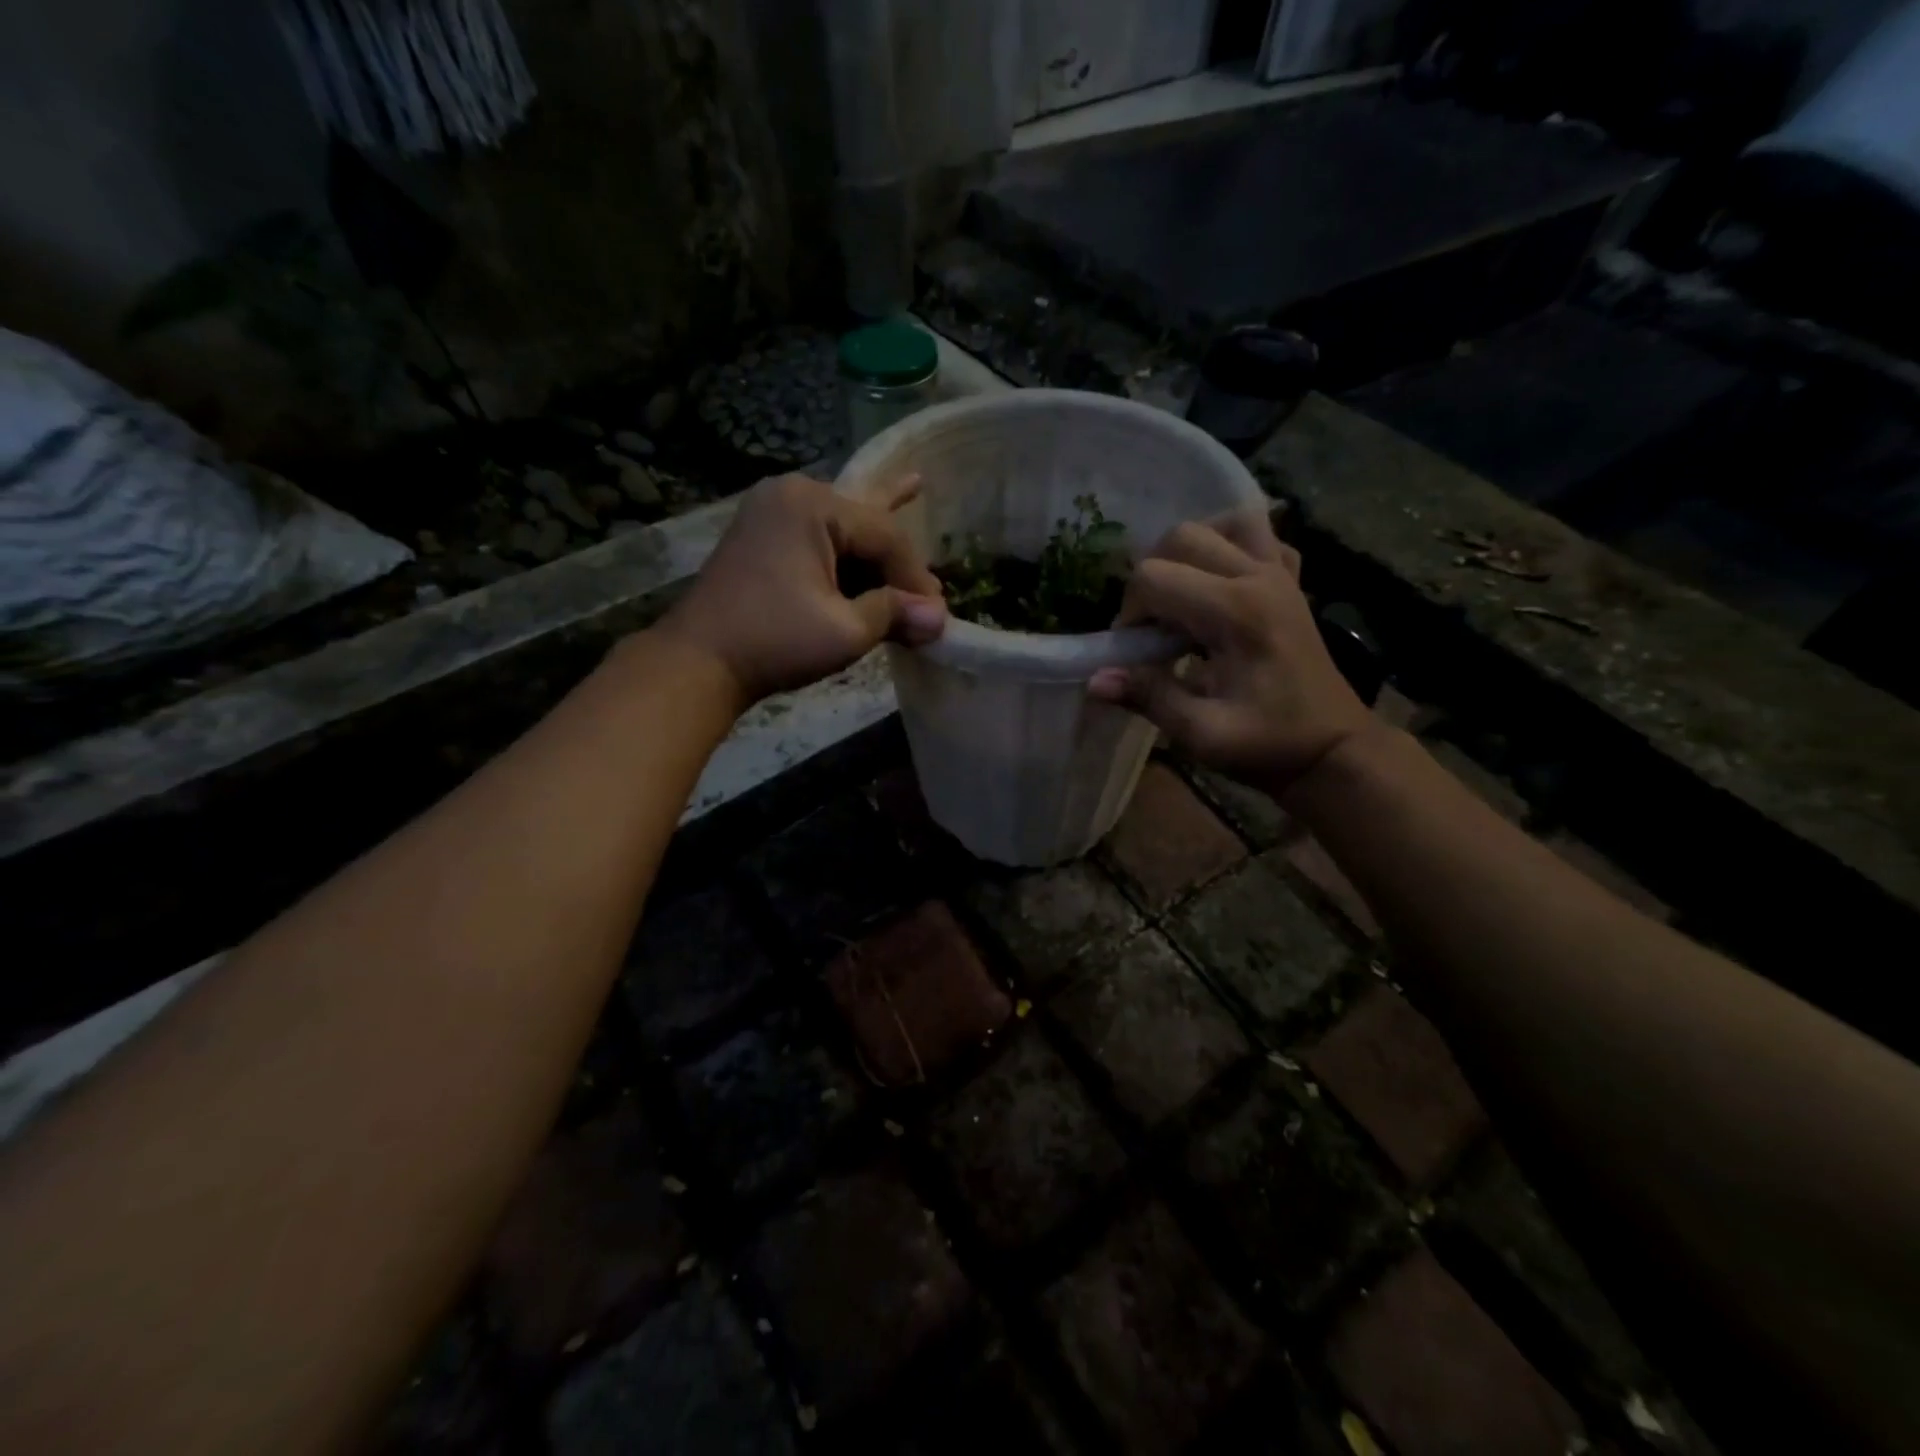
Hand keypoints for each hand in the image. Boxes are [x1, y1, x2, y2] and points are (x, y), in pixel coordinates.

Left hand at [659, 473, 946, 707]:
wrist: (699, 662)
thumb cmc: (774, 642)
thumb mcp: (845, 630)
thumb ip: (895, 614)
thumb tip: (940, 619)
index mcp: (812, 505)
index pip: (885, 536)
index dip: (916, 578)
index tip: (937, 615)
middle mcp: (792, 493)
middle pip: (865, 528)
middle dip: (897, 568)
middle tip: (928, 599)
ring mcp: (773, 511)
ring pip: (844, 533)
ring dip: (874, 561)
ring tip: (912, 564)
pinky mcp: (763, 534)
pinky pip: (819, 537)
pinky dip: (848, 548)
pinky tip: (894, 495)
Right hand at [1088, 511, 1375, 797]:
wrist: (1334, 749)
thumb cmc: (1269, 745)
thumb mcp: (1203, 734)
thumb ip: (1148, 698)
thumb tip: (1094, 680)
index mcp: (1236, 611)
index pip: (1154, 578)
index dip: (1130, 613)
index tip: (1136, 653)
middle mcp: (1259, 577)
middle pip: (1182, 536)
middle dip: (1151, 578)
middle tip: (1153, 626)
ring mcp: (1281, 574)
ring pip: (1225, 522)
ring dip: (1191, 548)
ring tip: (1181, 593)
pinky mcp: (1292, 581)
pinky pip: (1262, 536)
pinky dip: (1232, 545)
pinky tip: (1219, 581)